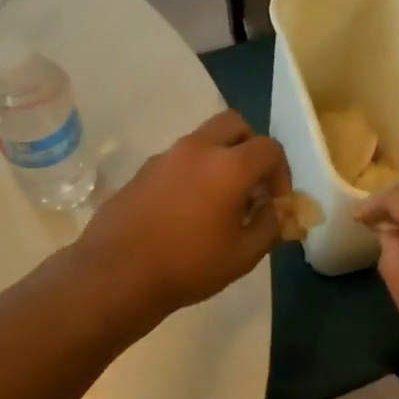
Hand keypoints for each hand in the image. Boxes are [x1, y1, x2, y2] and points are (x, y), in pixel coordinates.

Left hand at [73, 110, 288, 325]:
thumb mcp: (243, 256)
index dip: (281, 173)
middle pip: (235, 124)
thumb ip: (269, 227)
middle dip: (251, 147)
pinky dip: (194, 171)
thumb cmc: (188, 265)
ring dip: (221, 158)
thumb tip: (272, 211)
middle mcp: (198, 149)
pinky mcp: (143, 170)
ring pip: (204, 139)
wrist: (117, 273)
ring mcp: (166, 156)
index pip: (269, 148)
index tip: (276, 201)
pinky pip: (179, 159)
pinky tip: (187, 210)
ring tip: (220, 201)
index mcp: (229, 166)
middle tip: (252, 183)